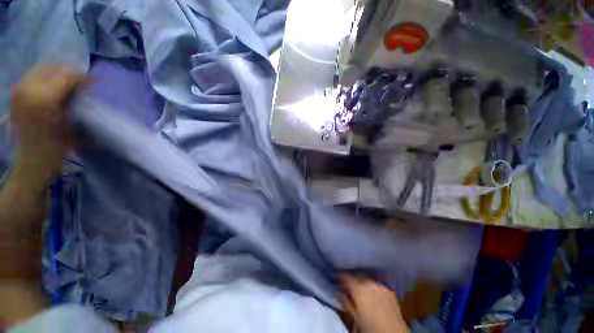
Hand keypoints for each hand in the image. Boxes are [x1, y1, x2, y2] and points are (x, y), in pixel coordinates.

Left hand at [10, 65, 86, 172]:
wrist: (32, 158)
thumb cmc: (55, 145)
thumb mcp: (71, 122)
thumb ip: (76, 99)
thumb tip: (85, 84)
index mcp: (43, 98)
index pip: (65, 75)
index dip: (81, 76)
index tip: (94, 81)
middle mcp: (28, 88)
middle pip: (52, 68)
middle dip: (69, 72)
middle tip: (82, 81)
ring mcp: (19, 89)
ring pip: (43, 69)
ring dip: (58, 73)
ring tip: (69, 83)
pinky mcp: (17, 92)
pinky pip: (34, 75)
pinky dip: (47, 77)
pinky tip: (54, 86)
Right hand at [340, 276, 408, 332]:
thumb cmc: (371, 327)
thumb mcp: (355, 316)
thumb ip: (346, 301)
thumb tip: (340, 292)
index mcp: (359, 287)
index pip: (346, 277)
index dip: (339, 277)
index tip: (336, 278)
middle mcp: (369, 282)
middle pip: (356, 276)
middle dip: (351, 279)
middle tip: (346, 284)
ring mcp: (380, 285)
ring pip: (367, 279)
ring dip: (361, 281)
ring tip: (359, 288)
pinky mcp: (389, 289)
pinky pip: (377, 283)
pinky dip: (372, 286)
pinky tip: (371, 292)